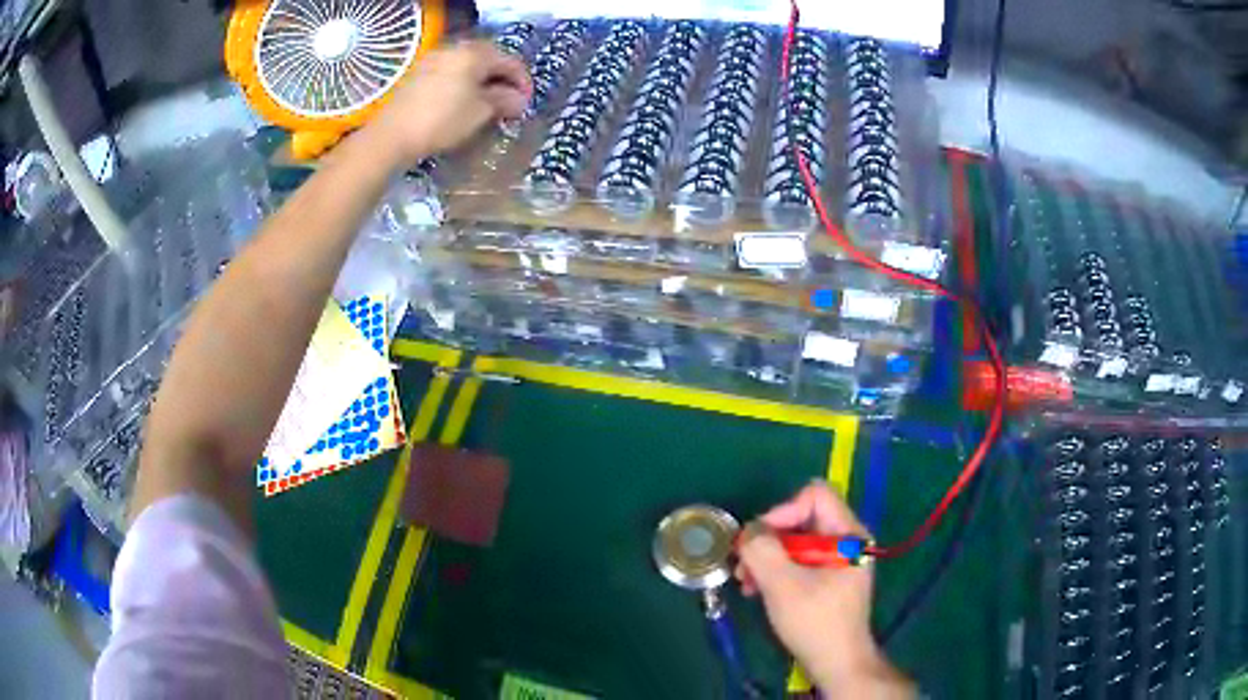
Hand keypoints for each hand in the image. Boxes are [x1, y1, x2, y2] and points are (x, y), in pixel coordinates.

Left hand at [367, 40, 530, 162]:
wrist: (392, 135)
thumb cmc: (442, 121)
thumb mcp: (480, 112)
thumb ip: (504, 101)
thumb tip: (517, 100)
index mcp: (475, 53)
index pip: (510, 62)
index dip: (523, 82)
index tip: (527, 104)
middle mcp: (455, 49)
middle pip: (488, 60)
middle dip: (502, 81)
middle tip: (509, 104)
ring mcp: (434, 60)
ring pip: (468, 67)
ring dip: (482, 84)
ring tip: (487, 106)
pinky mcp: (419, 75)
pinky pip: (450, 74)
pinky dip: (463, 86)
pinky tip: (463, 105)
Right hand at [737, 482, 912, 696]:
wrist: (836, 664)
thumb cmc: (815, 623)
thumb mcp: (783, 585)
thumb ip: (763, 550)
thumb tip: (749, 531)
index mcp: (848, 534)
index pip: (814, 496)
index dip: (782, 511)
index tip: (758, 541)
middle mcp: (846, 540)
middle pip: (801, 518)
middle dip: (767, 540)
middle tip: (743, 566)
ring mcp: (837, 560)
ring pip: (794, 541)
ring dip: (766, 558)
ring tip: (746, 583)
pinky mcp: (826, 578)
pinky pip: (797, 560)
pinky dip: (775, 571)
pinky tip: (757, 590)